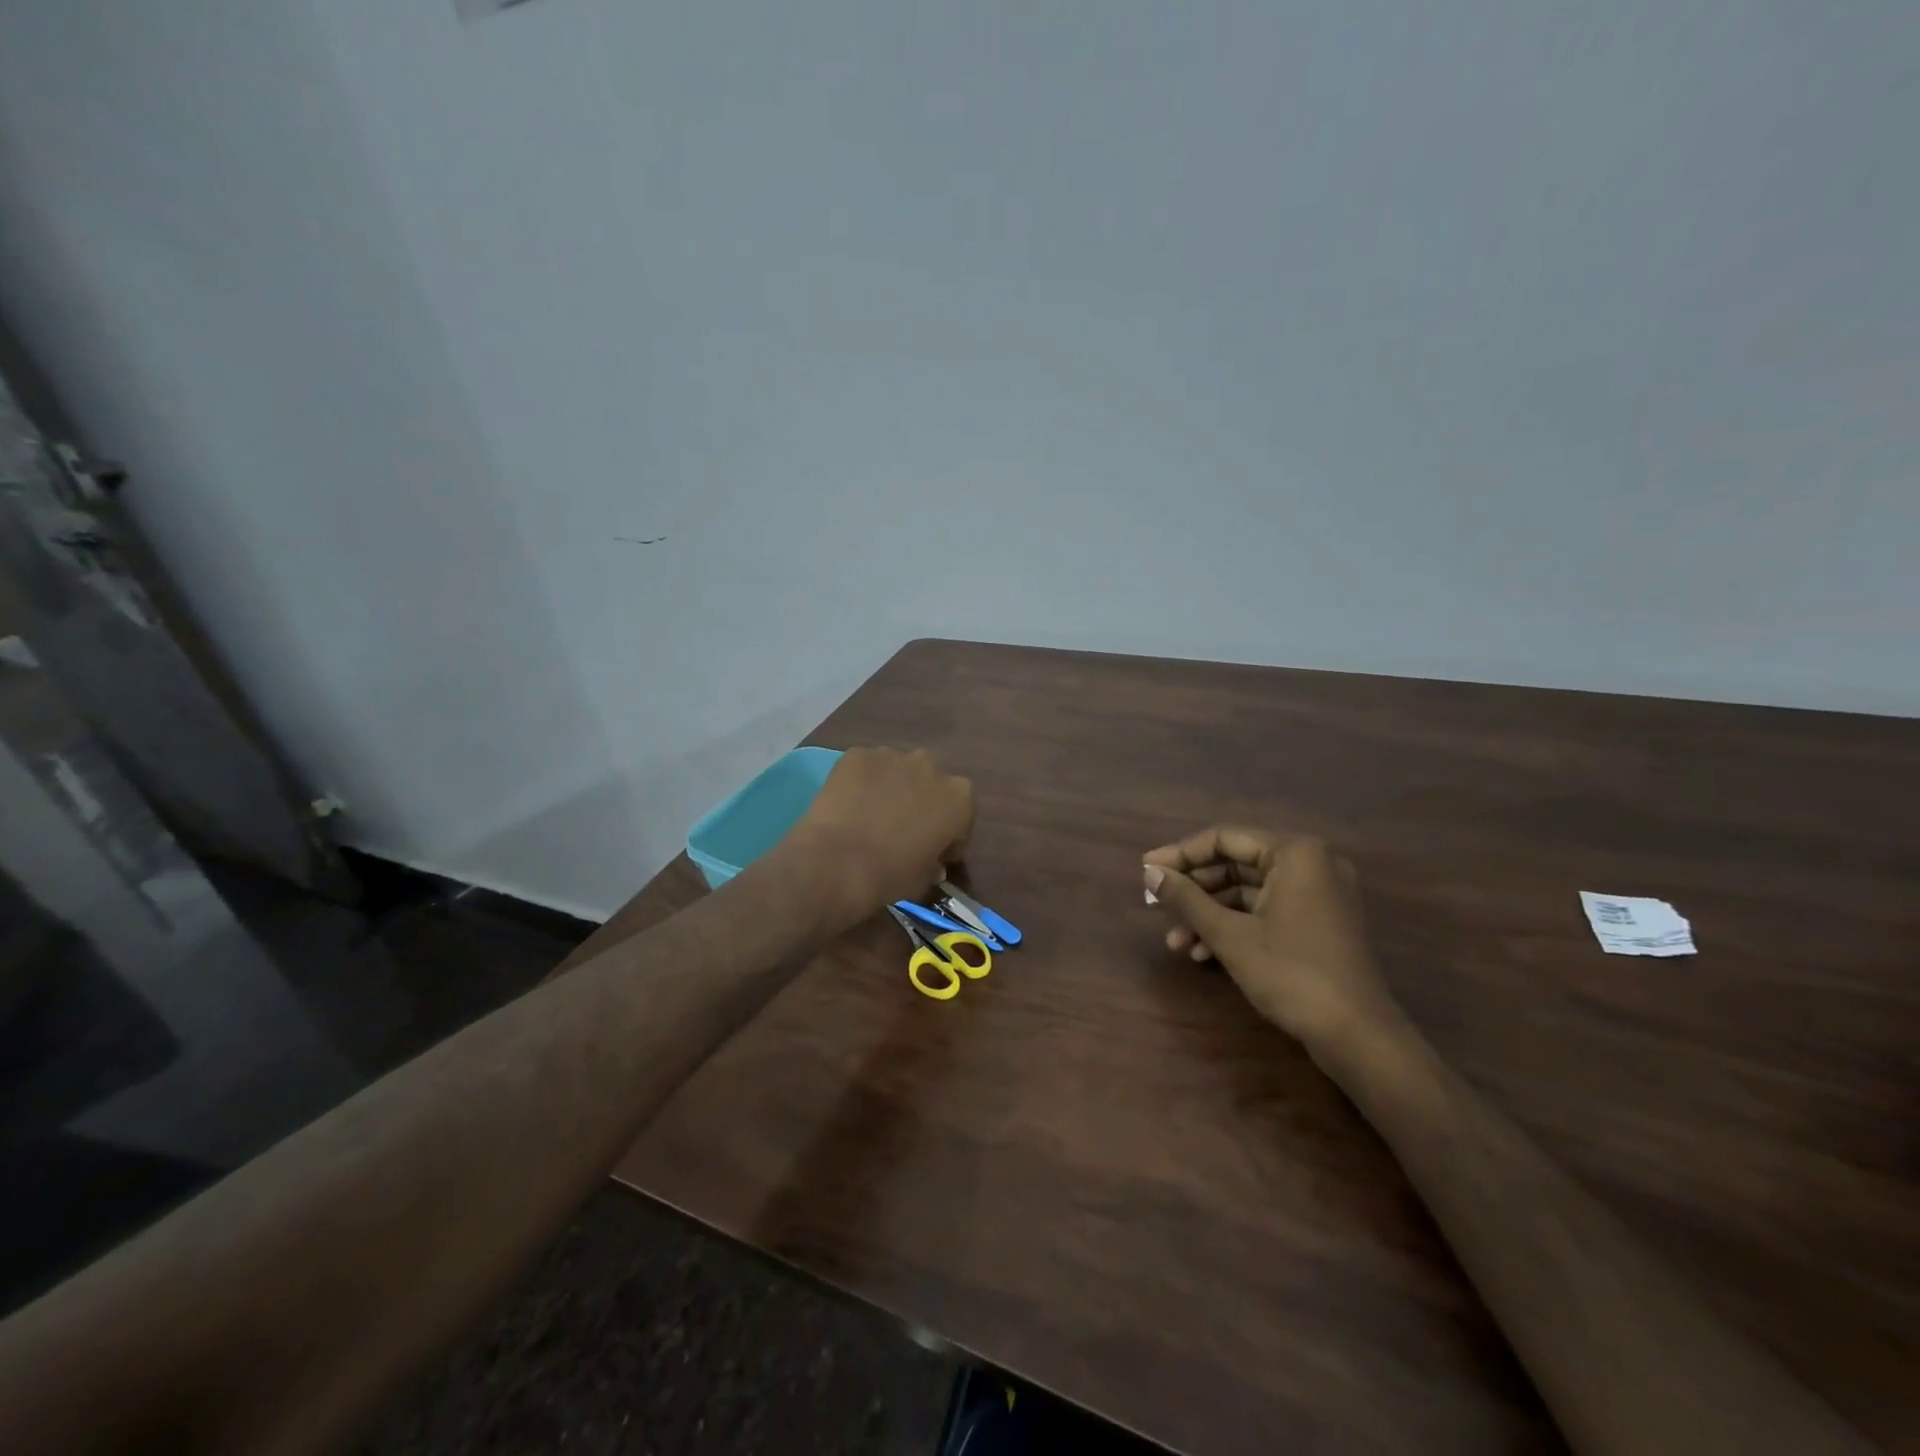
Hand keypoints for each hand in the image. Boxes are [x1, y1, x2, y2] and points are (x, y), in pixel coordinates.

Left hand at [787, 747, 974, 922]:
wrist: (837, 862)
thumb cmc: (890, 875)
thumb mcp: (924, 879)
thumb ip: (934, 863)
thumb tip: (932, 863)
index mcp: (959, 798)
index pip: (962, 814)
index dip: (950, 834)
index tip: (936, 852)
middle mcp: (932, 767)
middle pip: (931, 781)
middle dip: (922, 800)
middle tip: (903, 827)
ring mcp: (893, 755)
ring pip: (898, 769)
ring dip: (892, 786)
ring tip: (871, 813)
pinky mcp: (858, 754)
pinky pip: (866, 767)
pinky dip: (861, 781)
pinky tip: (848, 803)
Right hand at [1143, 827, 1400, 1055]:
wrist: (1358, 1037)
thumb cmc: (1291, 974)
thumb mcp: (1229, 935)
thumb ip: (1186, 899)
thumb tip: (1150, 872)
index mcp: (1296, 853)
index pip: (1224, 838)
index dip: (1180, 854)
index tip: (1146, 869)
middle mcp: (1312, 863)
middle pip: (1236, 864)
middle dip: (1194, 890)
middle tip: (1156, 904)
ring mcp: (1319, 894)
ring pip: (1249, 892)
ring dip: (1209, 914)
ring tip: (1176, 941)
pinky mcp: (1320, 922)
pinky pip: (1267, 910)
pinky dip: (1235, 926)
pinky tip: (1204, 954)